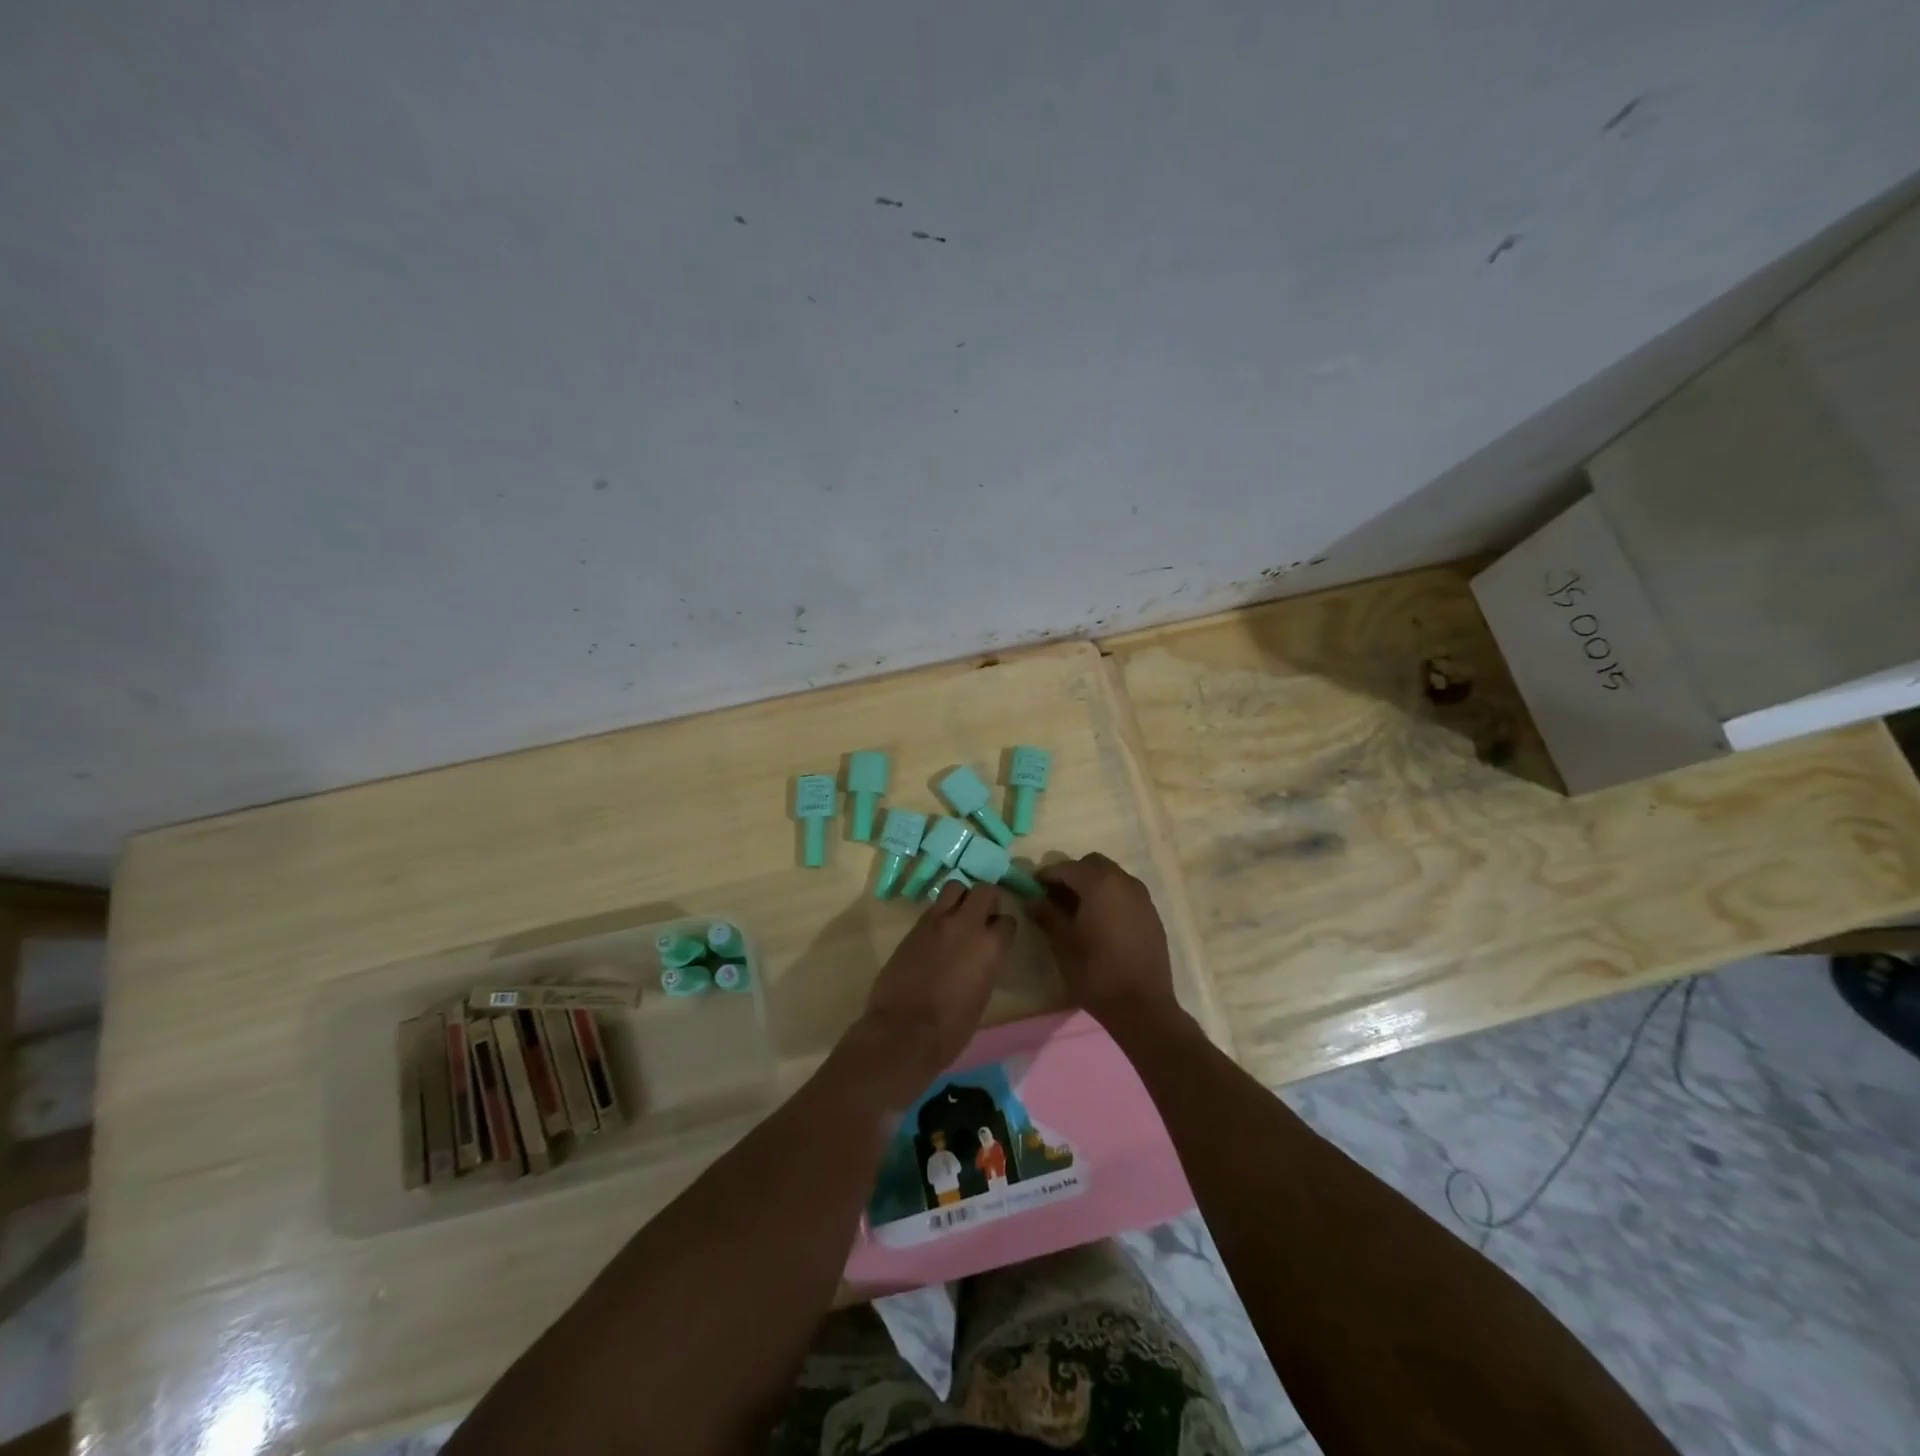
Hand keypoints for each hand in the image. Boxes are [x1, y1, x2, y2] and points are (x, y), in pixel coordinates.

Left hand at [857, 881, 1015, 1088]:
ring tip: (959, 916)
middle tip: (984, 915)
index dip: (1004, 928)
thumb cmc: (951, 1028)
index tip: (1000, 937)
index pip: (1007, 921)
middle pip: (984, 890)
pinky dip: (940, 913)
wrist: (903, 1031)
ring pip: (955, 888)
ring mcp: (937, 922)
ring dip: (961, 898)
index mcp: (990, 946)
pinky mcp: (913, 927)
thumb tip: (982, 957)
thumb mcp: (981, 996)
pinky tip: (938, 933)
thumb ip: (986, 966)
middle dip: (987, 899)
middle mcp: (966, 925)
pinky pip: (933, 908)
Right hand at [1029, 853, 1177, 1028]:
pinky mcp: (1152, 915)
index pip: (1067, 867)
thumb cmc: (1096, 972)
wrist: (1142, 1006)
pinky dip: (1111, 898)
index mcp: (1100, 884)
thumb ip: (1047, 914)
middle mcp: (1124, 882)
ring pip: (1112, 877)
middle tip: (1056, 897)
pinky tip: (1102, 923)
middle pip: (1093, 864)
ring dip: (1093, 885)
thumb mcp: (1063, 943)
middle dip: (1073, 875)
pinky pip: (1127, 894)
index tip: (1033, 888)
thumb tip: (1033, 900)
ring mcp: (1143, 898)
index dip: (1047, 875)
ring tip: (1078, 911)